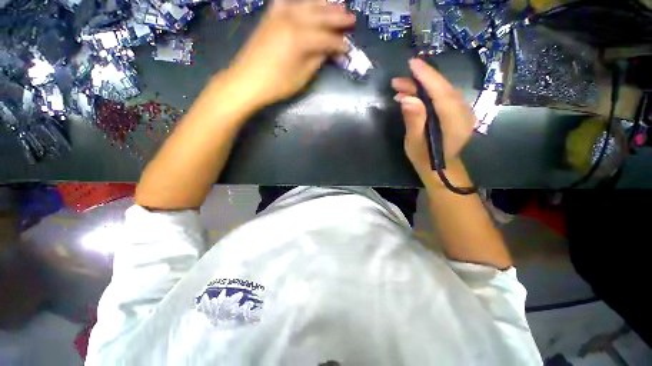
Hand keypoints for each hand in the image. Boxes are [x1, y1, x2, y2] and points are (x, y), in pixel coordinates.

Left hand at [226, 0, 354, 108]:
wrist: (247, 80)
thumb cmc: (277, 84)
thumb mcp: (302, 76)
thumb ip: (317, 59)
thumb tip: (329, 50)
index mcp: (301, 38)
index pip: (327, 38)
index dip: (339, 44)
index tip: (349, 48)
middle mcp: (292, 19)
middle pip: (320, 15)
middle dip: (337, 17)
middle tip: (351, 18)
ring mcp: (279, 14)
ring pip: (306, 4)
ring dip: (323, 4)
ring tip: (337, 3)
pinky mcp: (270, 16)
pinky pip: (287, 1)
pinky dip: (299, 1)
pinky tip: (305, 3)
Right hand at [391, 58, 475, 186]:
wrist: (441, 169)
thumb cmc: (425, 159)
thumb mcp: (414, 143)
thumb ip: (414, 120)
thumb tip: (407, 98)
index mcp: (454, 123)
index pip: (442, 93)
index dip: (427, 77)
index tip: (412, 64)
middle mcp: (464, 113)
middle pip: (443, 89)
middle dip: (420, 81)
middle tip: (398, 80)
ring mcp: (463, 112)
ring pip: (442, 91)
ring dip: (421, 87)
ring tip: (400, 88)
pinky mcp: (458, 112)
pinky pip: (443, 97)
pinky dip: (427, 94)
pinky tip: (411, 96)